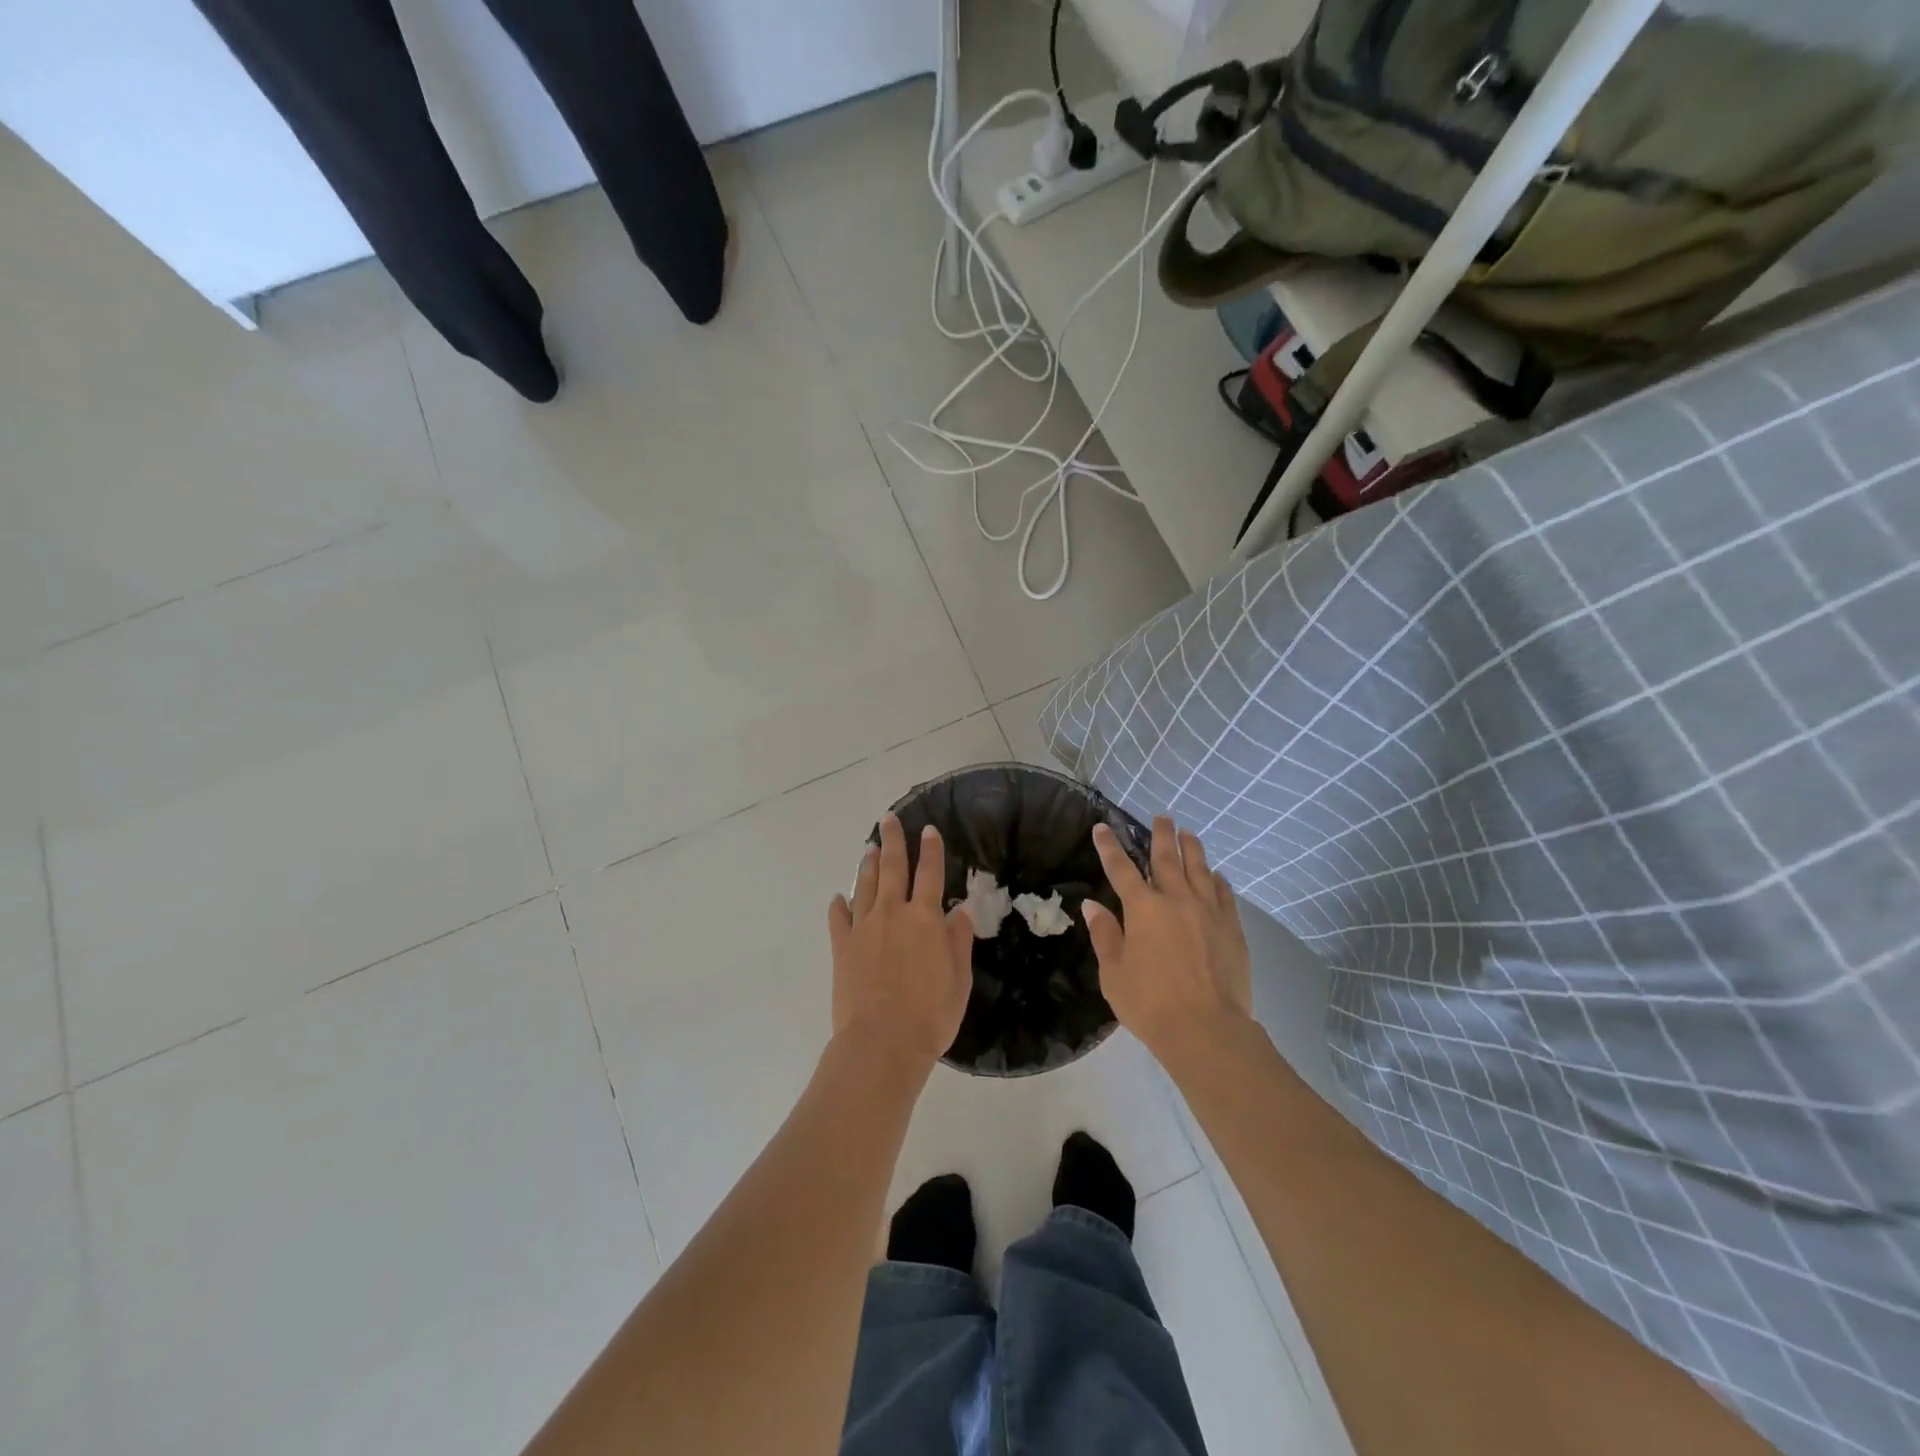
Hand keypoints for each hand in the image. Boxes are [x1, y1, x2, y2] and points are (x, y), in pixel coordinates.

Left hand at [828, 815, 973, 1069]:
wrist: (882, 1042)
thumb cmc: (931, 1014)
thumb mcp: (959, 979)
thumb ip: (958, 941)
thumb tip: (959, 912)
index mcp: (925, 919)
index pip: (931, 874)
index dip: (932, 850)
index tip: (929, 829)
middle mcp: (892, 913)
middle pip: (892, 868)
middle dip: (893, 841)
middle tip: (889, 819)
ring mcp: (863, 928)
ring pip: (864, 886)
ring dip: (867, 864)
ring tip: (869, 848)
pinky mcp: (841, 947)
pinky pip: (838, 919)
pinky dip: (839, 905)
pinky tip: (838, 897)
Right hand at [1086, 816, 1252, 1063]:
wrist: (1207, 1029)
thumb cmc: (1150, 1003)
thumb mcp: (1114, 973)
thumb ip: (1104, 935)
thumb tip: (1092, 905)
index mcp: (1142, 908)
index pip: (1121, 868)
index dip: (1109, 846)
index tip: (1102, 827)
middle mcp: (1176, 899)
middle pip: (1167, 858)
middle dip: (1161, 835)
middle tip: (1161, 817)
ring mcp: (1208, 911)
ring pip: (1199, 869)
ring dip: (1192, 848)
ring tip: (1189, 834)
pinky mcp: (1231, 928)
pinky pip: (1224, 894)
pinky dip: (1218, 880)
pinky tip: (1216, 875)